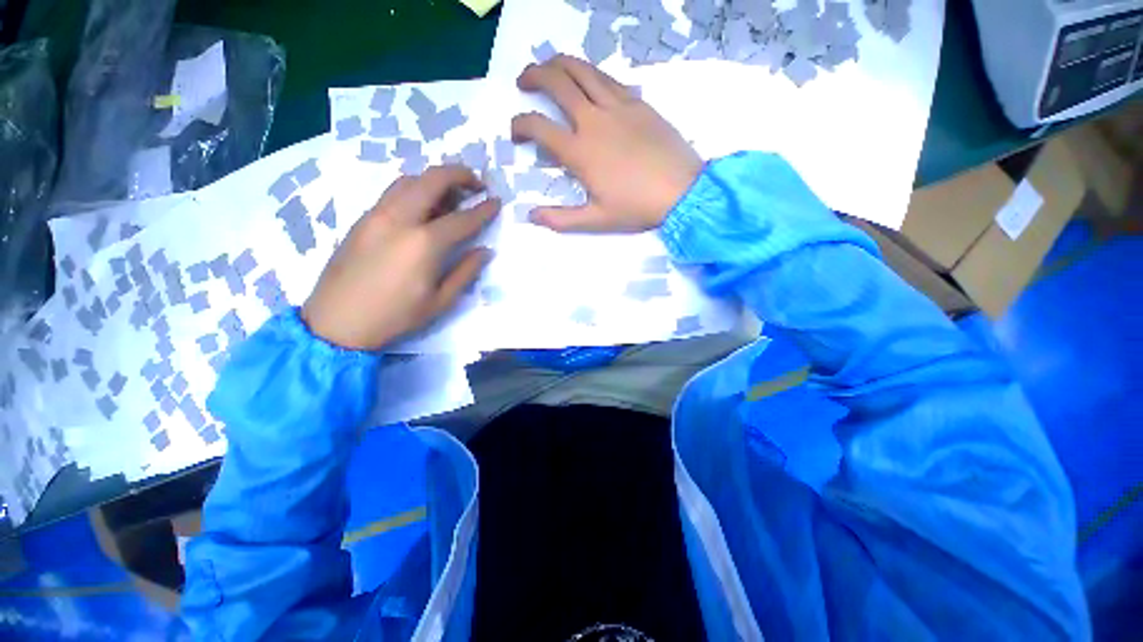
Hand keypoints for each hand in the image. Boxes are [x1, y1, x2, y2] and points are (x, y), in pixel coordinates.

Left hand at [302, 166, 498, 349]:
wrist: (336, 322)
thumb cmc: (395, 316)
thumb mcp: (440, 301)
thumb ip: (466, 272)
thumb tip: (484, 250)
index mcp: (424, 244)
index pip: (463, 219)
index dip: (484, 209)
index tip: (497, 201)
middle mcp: (400, 219)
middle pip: (433, 180)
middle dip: (460, 175)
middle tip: (477, 184)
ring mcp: (377, 215)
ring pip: (409, 180)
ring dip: (435, 179)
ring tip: (451, 194)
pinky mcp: (363, 219)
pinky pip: (392, 192)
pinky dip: (415, 189)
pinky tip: (423, 206)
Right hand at [511, 54, 702, 232]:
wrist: (682, 191)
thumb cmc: (637, 208)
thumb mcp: (596, 220)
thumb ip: (561, 219)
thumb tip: (531, 216)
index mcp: (580, 152)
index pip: (538, 127)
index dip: (519, 125)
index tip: (516, 132)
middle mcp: (594, 120)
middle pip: (556, 82)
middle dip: (533, 76)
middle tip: (523, 82)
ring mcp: (618, 106)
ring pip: (582, 69)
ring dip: (559, 63)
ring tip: (549, 67)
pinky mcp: (638, 102)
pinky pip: (608, 78)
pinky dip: (590, 73)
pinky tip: (587, 80)